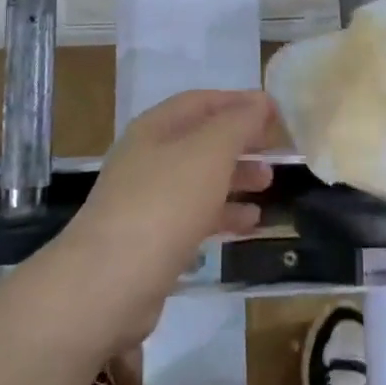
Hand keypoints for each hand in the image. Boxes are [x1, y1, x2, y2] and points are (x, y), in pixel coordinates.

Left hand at [51, 90, 274, 344]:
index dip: (238, 102)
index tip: (275, 111)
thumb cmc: (164, 203)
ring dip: (235, 177)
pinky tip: (250, 223)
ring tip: (269, 183)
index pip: (201, 101)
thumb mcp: (209, 152)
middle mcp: (148, 158)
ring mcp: (147, 200)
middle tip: (276, 149)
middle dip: (239, 141)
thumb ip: (238, 123)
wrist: (109, 283)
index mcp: (155, 128)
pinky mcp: (152, 240)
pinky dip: (223, 214)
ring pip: (199, 179)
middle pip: (200, 140)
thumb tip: (260, 102)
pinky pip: (194, 216)